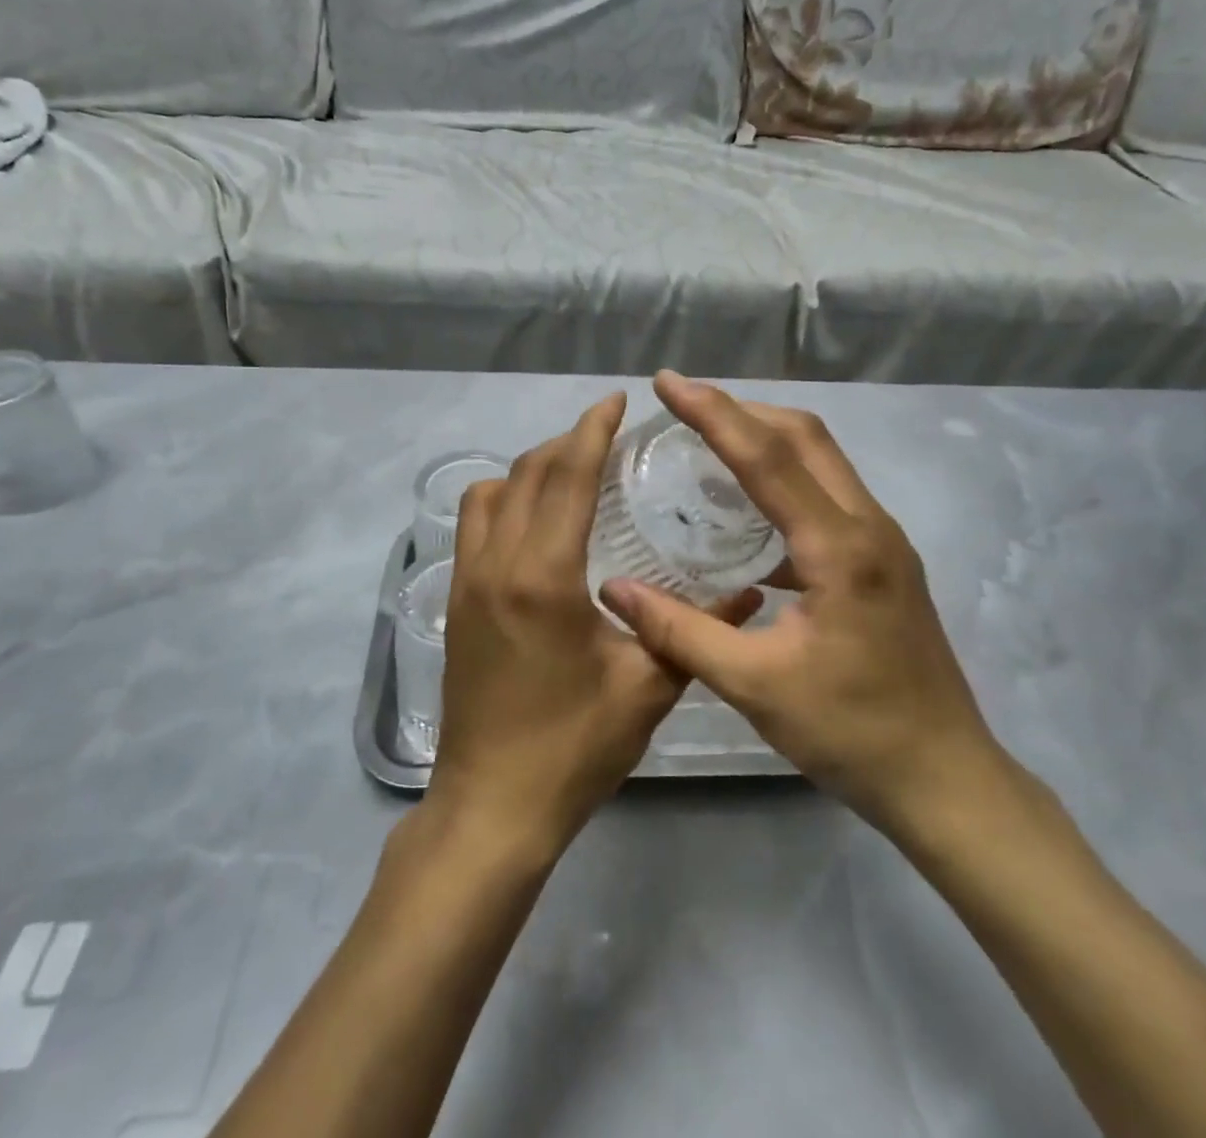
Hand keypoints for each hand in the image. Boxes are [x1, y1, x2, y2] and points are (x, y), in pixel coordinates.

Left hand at [429, 393, 756, 857]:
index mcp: (544, 575)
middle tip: (607, 435)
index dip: (592, 429)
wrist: (493, 804)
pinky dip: (503, 499)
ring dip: (530, 469)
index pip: (567, 475)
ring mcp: (466, 580)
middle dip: (567, 441)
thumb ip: (695, 629)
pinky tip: (537, 523)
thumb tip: (749, 593)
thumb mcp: (648, 687)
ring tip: (572, 474)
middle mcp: (496, 563)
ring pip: (490, 492)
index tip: (615, 401)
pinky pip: (472, 523)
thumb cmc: (574, 746)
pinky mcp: (455, 601)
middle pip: (527, 472)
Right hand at [600, 373, 1014, 843]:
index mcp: (840, 548)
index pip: (768, 457)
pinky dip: (785, 481)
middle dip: (742, 409)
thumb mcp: (755, 685)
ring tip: (709, 442)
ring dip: (766, 439)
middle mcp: (869, 526)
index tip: (667, 382)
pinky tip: (747, 515)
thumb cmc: (851, 733)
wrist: (945, 778)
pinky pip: (828, 496)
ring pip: (822, 460)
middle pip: (805, 437)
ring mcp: (884, 542)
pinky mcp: (884, 562)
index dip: (713, 413)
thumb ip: (679, 632)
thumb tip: (613, 589)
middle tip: (684, 404)